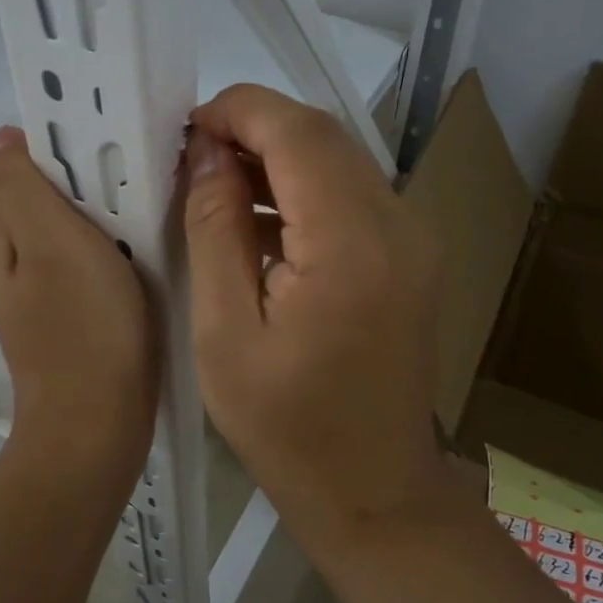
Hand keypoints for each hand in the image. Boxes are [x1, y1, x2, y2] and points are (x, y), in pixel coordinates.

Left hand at [0, 127, 157, 468]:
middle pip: (44, 206)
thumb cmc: (82, 328)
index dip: (53, 152)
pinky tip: (142, 262)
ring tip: (146, 215)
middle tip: (133, 181)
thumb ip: (19, 188)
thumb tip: (1, 140)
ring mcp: (42, 301)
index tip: (103, 147)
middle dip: (81, 186)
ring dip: (100, 222)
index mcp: (3, 242)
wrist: (97, 427)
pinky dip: (109, 258)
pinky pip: (88, 273)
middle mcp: (14, 269)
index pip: (16, 175)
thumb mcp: (49, 243)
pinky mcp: (72, 326)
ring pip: (68, 240)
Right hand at [183, 86, 441, 545]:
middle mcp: (399, 226)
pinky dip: (305, 188)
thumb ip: (215, 230)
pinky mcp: (414, 255)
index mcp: (351, 247)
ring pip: (341, 158)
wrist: (373, 491)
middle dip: (255, 128)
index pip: (298, 132)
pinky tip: (262, 222)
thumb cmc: (285, 428)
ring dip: (279, 156)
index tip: (186, 131)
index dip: (238, 111)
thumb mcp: (224, 332)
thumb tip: (207, 153)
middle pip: (324, 135)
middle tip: (194, 159)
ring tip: (219, 187)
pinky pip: (354, 193)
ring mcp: (416, 239)